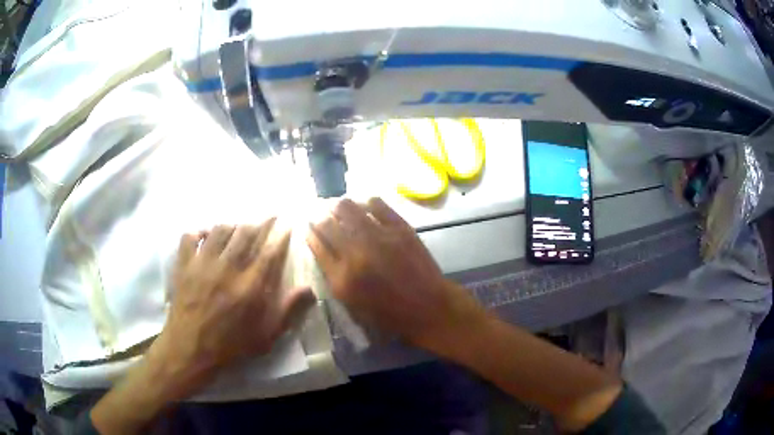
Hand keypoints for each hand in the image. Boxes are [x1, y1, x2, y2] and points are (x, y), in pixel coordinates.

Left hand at [149, 219, 314, 397]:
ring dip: (233, 225)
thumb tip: (309, 289)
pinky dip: (200, 231)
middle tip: (266, 218)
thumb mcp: (266, 336)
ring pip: (220, 230)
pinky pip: (190, 236)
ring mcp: (203, 263)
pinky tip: (206, 235)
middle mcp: (227, 267)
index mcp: (250, 286)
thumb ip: (288, 311)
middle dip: (260, 222)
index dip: (280, 235)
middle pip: (246, 233)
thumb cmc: (231, 345)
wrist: (190, 348)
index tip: (287, 224)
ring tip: (239, 227)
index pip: (269, 251)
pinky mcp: (184, 264)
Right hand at [306, 198, 484, 349]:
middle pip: (326, 222)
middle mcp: (356, 254)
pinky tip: (363, 208)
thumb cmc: (388, 313)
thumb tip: (321, 246)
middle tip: (319, 213)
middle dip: (318, 215)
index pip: (316, 244)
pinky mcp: (400, 228)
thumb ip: (332, 276)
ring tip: (338, 207)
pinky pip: (376, 203)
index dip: (309, 231)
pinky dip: (364, 203)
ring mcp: (379, 237)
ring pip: (347, 206)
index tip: (307, 226)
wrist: (428, 307)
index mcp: (342, 278)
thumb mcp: (352, 304)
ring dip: (337, 205)